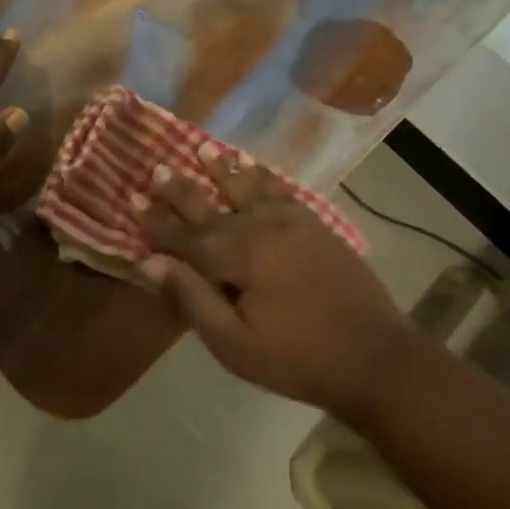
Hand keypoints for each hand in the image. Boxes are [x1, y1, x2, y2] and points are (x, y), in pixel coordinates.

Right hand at [134, 150, 412, 414]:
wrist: (376, 358)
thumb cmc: (298, 359)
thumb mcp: (236, 345)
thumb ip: (192, 299)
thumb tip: (149, 263)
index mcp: (238, 257)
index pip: (185, 235)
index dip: (156, 221)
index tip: (133, 199)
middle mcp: (260, 228)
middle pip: (211, 204)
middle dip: (181, 188)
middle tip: (158, 168)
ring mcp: (291, 222)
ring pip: (247, 186)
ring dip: (222, 168)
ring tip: (202, 148)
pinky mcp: (314, 224)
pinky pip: (280, 189)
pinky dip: (262, 174)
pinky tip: (253, 165)